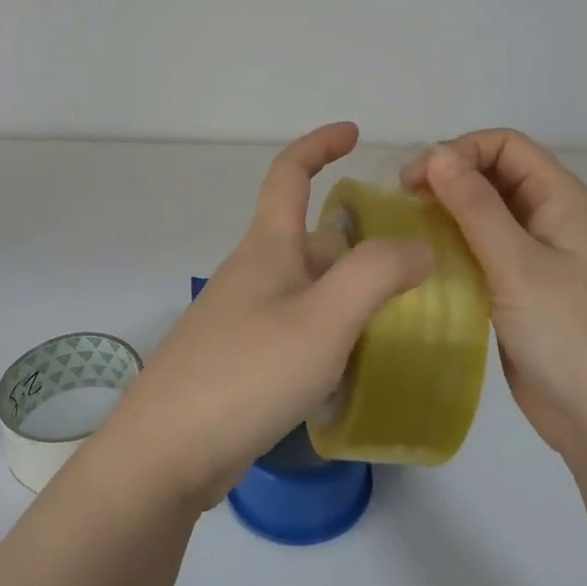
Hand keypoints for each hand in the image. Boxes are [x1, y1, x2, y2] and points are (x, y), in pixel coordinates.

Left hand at [95, 123, 433, 511]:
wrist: (167, 452)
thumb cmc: (246, 373)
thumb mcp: (323, 320)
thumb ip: (375, 275)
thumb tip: (419, 246)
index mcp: (267, 249)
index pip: (288, 174)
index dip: (319, 144)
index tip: (354, 134)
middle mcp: (253, 274)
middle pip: (310, 237)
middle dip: (359, 239)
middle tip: (415, 262)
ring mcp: (244, 318)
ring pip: (308, 286)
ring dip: (350, 290)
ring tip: (403, 316)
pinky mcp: (242, 359)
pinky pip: (298, 326)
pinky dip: (332, 330)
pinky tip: (356, 363)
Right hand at [402, 130, 586, 459]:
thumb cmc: (570, 334)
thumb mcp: (518, 264)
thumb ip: (476, 207)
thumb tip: (436, 155)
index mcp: (563, 200)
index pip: (507, 146)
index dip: (460, 151)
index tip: (416, 179)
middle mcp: (551, 220)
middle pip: (495, 176)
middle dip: (449, 179)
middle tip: (403, 203)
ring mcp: (538, 257)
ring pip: (486, 215)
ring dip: (448, 215)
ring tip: (407, 231)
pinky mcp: (522, 291)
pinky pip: (484, 253)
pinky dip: (454, 249)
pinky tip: (425, 263)